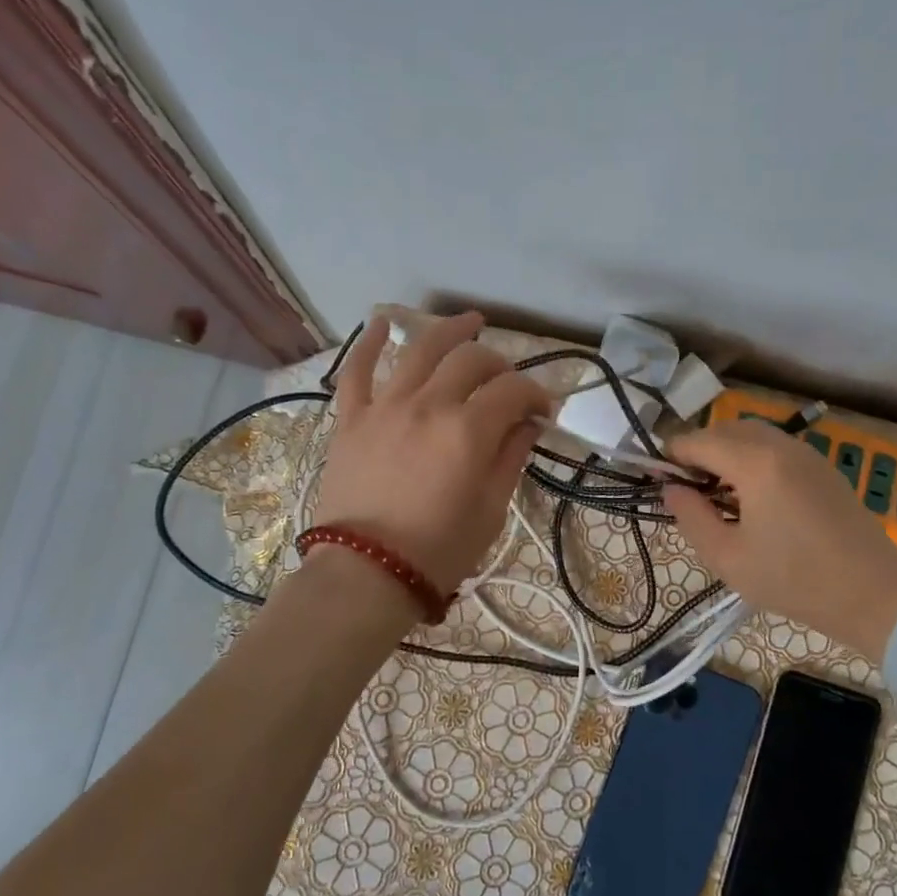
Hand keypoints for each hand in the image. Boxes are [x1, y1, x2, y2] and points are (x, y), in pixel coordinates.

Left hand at [312, 311, 550, 596]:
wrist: (366, 574)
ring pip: (419, 349)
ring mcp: (385, 406)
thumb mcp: (491, 509)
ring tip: (469, 321)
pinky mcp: (351, 419)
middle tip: (508, 383)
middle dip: (499, 364)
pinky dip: (367, 343)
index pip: (513, 391)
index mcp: (469, 430)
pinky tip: (380, 323)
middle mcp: (428, 404)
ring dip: (449, 330)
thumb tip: (528, 423)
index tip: (544, 411)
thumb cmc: (439, 550)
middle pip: (471, 360)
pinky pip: (356, 370)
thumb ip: (511, 456)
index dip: (536, 394)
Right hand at [662, 420, 896, 656]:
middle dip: (699, 450)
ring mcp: (807, 454)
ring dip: (727, 452)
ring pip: (754, 435)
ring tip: (716, 492)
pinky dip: (753, 457)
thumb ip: (691, 517)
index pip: (699, 441)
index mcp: (755, 463)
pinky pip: (777, 448)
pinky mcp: (824, 468)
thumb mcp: (728, 557)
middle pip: (726, 430)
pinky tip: (752, 495)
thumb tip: (671, 489)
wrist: (874, 596)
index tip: (657, 479)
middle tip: (686, 487)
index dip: (672, 456)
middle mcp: (781, 446)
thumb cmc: (795, 580)